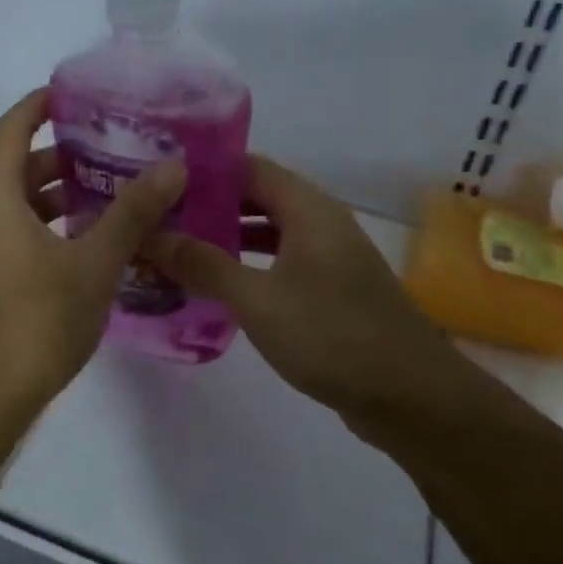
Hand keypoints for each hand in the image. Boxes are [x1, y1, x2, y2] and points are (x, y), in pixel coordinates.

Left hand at [0, 89, 184, 419]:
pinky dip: (46, 224)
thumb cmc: (35, 321)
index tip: (80, 93)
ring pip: (17, 202)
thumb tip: (174, 165)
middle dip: (65, 153)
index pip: (13, 126)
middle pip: (17, 164)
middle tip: (117, 146)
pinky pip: (12, 230)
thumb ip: (133, 211)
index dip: (43, 104)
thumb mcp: (94, 262)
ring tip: (114, 191)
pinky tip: (89, 241)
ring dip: (59, 194)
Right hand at [147, 155, 464, 422]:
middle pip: (256, 197)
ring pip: (267, 232)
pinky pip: (279, 262)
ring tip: (176, 249)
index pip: (248, 166)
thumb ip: (203, 264)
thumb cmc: (332, 336)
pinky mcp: (330, 289)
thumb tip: (150, 234)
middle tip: (158, 218)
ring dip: (225, 237)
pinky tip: (216, 287)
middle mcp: (320, 222)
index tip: (158, 182)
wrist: (412, 397)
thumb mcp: (257, 300)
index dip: (203, 170)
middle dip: (208, 205)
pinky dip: (247, 266)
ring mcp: (328, 257)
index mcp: (308, 209)